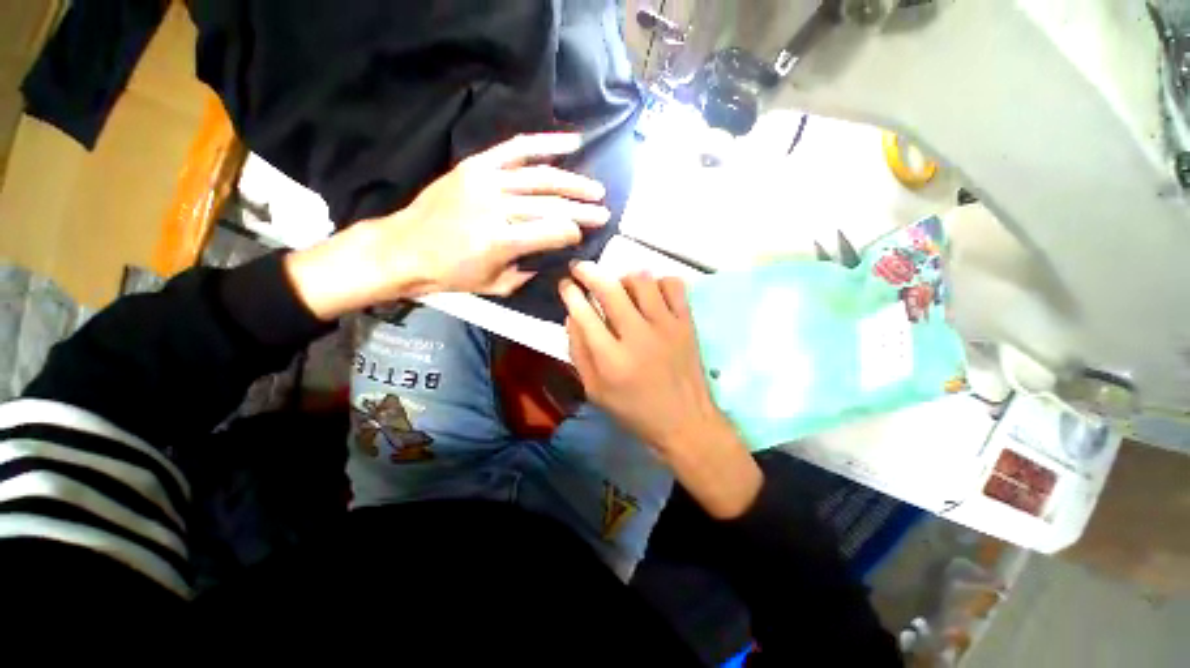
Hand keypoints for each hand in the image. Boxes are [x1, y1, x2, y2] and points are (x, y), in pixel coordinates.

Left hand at [286, 133, 607, 317]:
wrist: (405, 248)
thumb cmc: (451, 274)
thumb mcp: (496, 286)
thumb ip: (528, 271)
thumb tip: (552, 254)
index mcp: (501, 242)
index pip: (552, 232)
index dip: (573, 233)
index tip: (584, 235)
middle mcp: (496, 207)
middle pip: (551, 205)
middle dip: (582, 210)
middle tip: (604, 212)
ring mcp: (485, 181)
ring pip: (540, 178)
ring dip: (573, 183)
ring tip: (596, 189)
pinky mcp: (476, 166)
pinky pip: (516, 149)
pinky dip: (545, 143)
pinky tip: (571, 142)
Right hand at [559, 261, 761, 518]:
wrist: (685, 421)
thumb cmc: (635, 411)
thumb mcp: (595, 391)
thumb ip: (579, 353)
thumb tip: (571, 316)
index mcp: (612, 359)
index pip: (584, 313)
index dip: (570, 293)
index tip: (566, 284)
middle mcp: (638, 336)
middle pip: (610, 288)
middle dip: (589, 272)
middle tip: (580, 268)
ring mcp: (666, 326)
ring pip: (642, 280)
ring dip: (624, 277)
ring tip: (619, 287)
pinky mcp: (687, 323)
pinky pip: (674, 285)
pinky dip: (659, 282)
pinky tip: (652, 295)